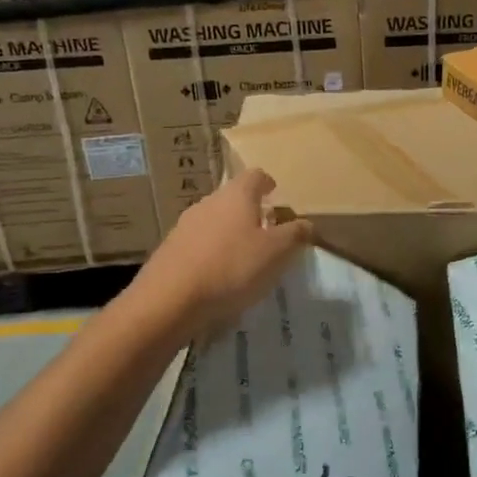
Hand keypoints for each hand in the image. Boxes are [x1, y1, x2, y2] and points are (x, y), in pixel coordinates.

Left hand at [129, 169, 312, 340]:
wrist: (169, 300)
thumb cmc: (231, 268)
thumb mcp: (276, 253)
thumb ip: (295, 234)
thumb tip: (307, 223)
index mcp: (236, 196)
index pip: (255, 176)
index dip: (267, 183)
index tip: (275, 193)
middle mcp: (209, 202)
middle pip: (233, 197)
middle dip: (251, 211)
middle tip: (267, 230)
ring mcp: (185, 225)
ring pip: (215, 220)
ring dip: (231, 232)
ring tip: (244, 256)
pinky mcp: (170, 249)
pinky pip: (199, 243)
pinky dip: (213, 252)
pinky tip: (219, 275)